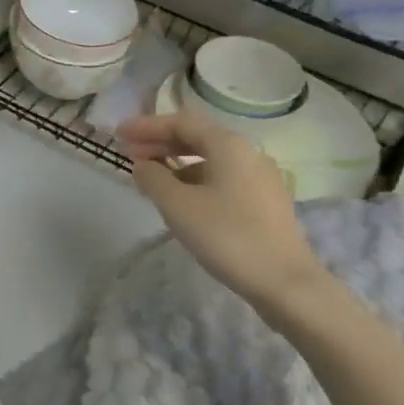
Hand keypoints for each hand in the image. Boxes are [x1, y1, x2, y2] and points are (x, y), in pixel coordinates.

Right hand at [117, 111, 326, 312]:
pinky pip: (222, 178)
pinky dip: (196, 180)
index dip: (146, 126)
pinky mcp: (265, 202)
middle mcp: (248, 153)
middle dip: (160, 143)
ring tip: (151, 179)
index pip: (181, 122)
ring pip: (210, 160)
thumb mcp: (178, 206)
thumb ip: (153, 178)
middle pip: (197, 137)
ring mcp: (260, 178)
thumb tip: (142, 165)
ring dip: (177, 163)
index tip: (118, 134)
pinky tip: (182, 199)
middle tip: (129, 154)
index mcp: (228, 145)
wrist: (285, 282)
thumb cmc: (227, 236)